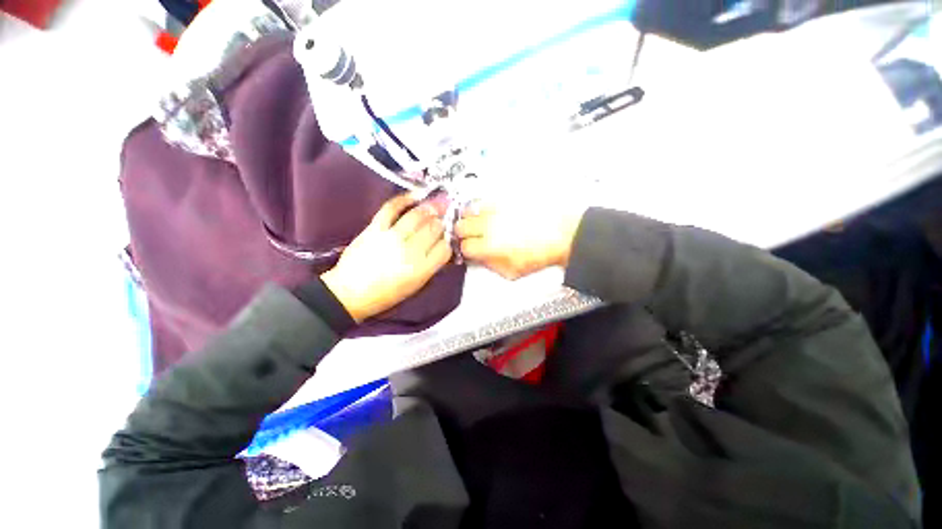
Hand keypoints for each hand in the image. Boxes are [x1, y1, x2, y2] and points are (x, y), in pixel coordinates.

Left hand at [322, 194, 452, 322]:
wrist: (351, 293)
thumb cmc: (386, 294)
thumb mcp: (416, 285)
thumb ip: (431, 266)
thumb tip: (442, 247)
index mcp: (422, 269)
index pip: (444, 248)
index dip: (448, 241)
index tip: (446, 238)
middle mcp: (410, 251)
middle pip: (434, 229)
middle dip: (441, 222)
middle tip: (444, 217)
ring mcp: (392, 237)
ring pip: (417, 216)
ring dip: (429, 208)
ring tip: (435, 204)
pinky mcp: (375, 228)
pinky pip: (391, 208)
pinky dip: (404, 199)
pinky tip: (414, 196)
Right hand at [456, 202, 586, 279]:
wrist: (562, 234)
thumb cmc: (540, 255)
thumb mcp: (512, 272)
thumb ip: (491, 266)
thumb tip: (480, 258)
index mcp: (490, 246)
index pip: (464, 246)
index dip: (466, 249)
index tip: (470, 249)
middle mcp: (489, 225)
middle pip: (461, 226)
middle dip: (464, 233)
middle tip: (471, 236)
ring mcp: (496, 209)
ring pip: (470, 209)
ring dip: (470, 217)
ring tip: (478, 222)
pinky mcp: (505, 199)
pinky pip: (486, 200)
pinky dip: (483, 207)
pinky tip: (490, 213)